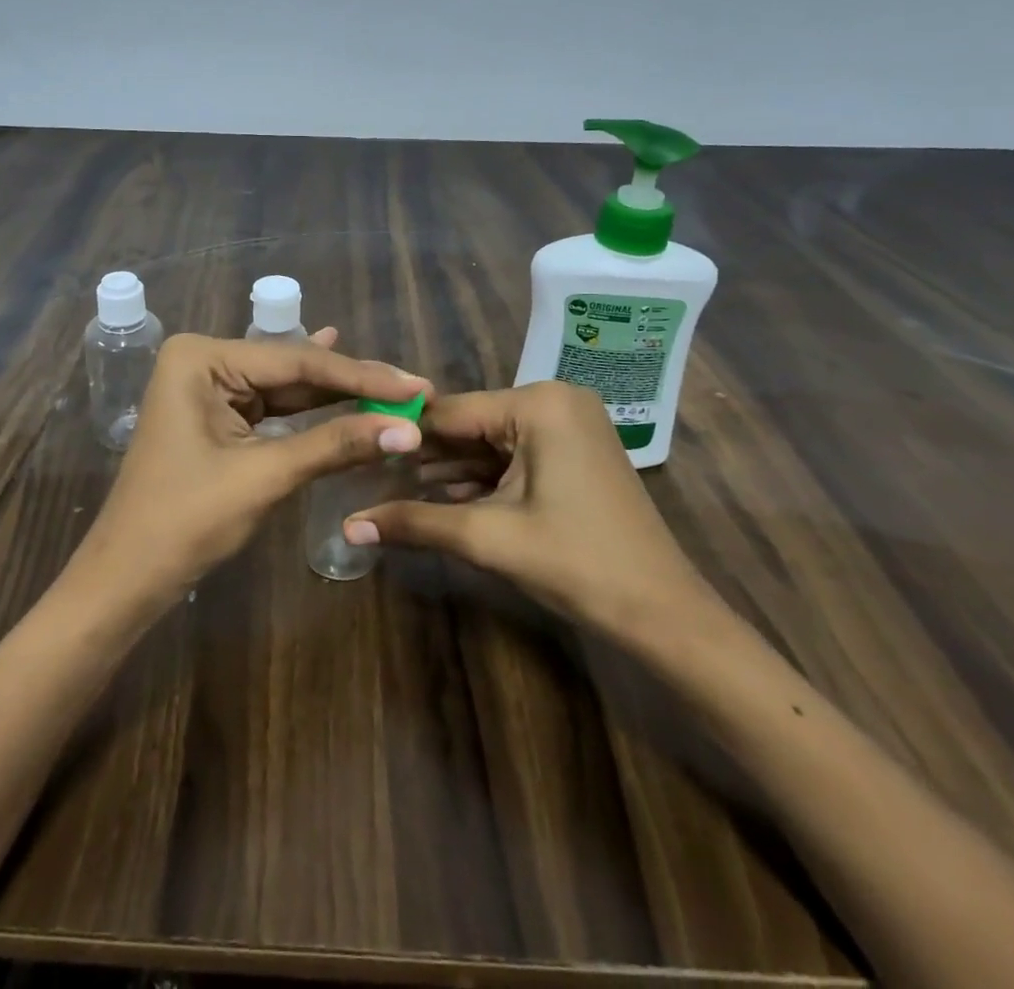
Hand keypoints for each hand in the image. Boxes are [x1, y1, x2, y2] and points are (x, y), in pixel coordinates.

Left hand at [68, 333, 428, 608]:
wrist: (128, 577)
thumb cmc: (186, 521)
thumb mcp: (264, 476)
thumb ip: (335, 445)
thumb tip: (409, 429)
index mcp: (201, 357)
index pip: (296, 362)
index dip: (361, 376)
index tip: (417, 384)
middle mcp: (203, 360)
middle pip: (292, 370)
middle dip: (352, 384)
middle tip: (414, 389)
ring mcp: (207, 388)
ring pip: (286, 389)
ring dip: (337, 396)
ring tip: (395, 390)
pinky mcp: (215, 416)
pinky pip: (271, 408)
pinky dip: (310, 410)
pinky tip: (343, 384)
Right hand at [341, 380, 713, 636]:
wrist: (665, 615)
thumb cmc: (577, 564)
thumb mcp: (489, 538)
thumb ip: (415, 522)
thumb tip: (348, 526)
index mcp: (538, 403)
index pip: (450, 412)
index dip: (402, 436)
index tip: (358, 454)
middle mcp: (554, 400)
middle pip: (470, 425)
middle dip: (425, 456)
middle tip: (371, 477)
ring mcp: (569, 424)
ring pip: (490, 442)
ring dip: (449, 469)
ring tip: (392, 488)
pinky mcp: (574, 451)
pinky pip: (514, 455)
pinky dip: (482, 477)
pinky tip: (440, 496)